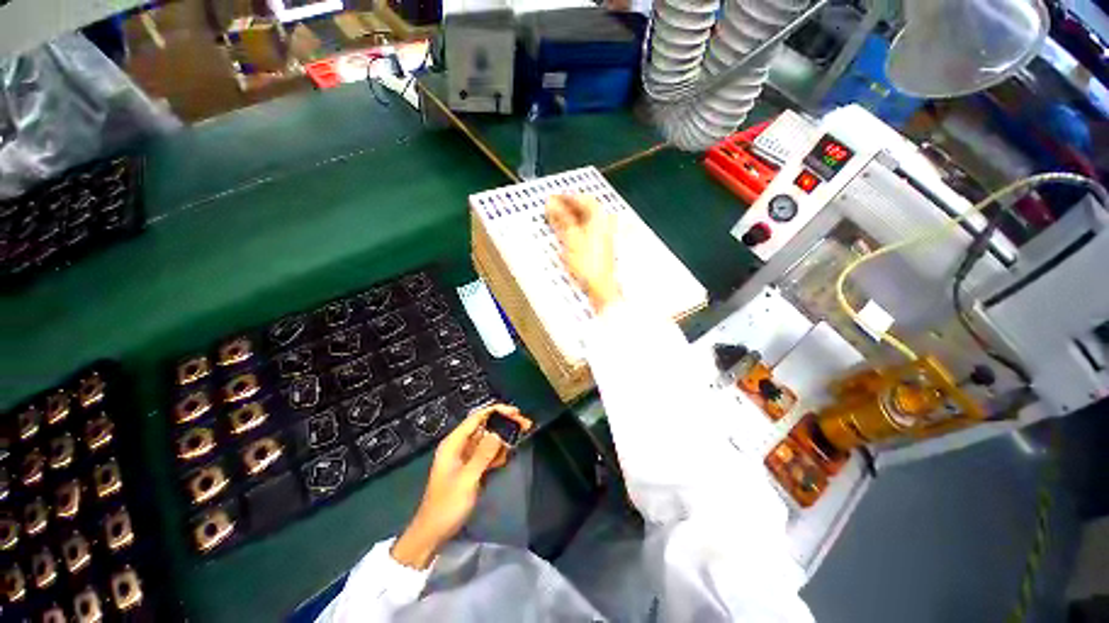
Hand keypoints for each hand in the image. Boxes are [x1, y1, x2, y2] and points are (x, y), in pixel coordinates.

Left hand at [391, 404, 532, 568]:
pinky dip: (498, 452)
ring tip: (520, 437)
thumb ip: (483, 454)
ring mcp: (465, 457)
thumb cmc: (447, 506)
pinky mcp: (471, 468)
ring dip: (504, 437)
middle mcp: (459, 445)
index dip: (497, 411)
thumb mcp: (467, 479)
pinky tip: (507, 456)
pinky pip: (487, 453)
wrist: (433, 533)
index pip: (477, 418)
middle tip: (524, 424)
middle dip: (504, 423)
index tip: (516, 412)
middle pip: (485, 426)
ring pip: (488, 439)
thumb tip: (499, 432)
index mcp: (453, 443)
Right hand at [547, 194, 621, 312]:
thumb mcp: (571, 238)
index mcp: (600, 216)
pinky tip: (566, 234)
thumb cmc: (588, 263)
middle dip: (567, 208)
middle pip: (584, 208)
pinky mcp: (601, 245)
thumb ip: (561, 218)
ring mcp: (604, 234)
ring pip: (585, 220)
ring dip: (570, 218)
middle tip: (551, 209)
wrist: (601, 285)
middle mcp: (605, 222)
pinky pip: (587, 230)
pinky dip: (576, 228)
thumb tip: (551, 203)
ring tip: (555, 221)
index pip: (581, 198)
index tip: (551, 198)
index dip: (565, 197)